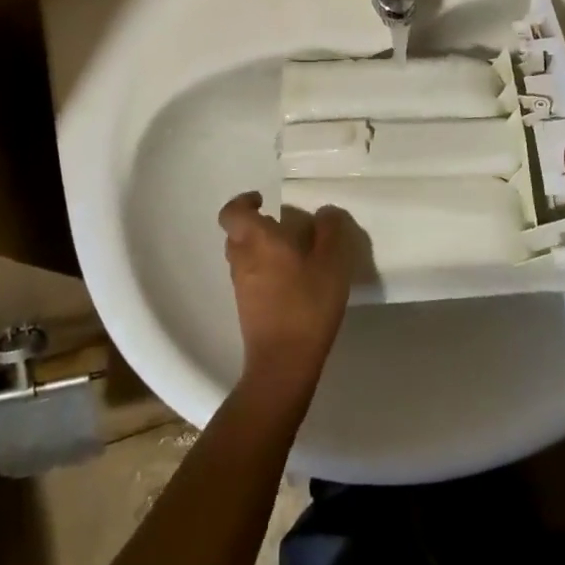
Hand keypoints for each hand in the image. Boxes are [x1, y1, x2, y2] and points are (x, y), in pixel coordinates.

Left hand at [218, 193, 355, 399]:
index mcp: (257, 240)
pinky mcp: (247, 309)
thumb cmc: (307, 303)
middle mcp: (242, 259)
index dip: (244, 202)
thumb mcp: (332, 261)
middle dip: (256, 225)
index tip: (264, 200)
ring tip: (294, 255)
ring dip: (261, 250)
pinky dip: (265, 272)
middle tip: (284, 227)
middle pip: (237, 233)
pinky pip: (251, 278)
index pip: (233, 212)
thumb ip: (330, 231)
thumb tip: (325, 213)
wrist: (283, 363)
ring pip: (243, 256)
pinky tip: (293, 282)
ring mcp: (241, 286)